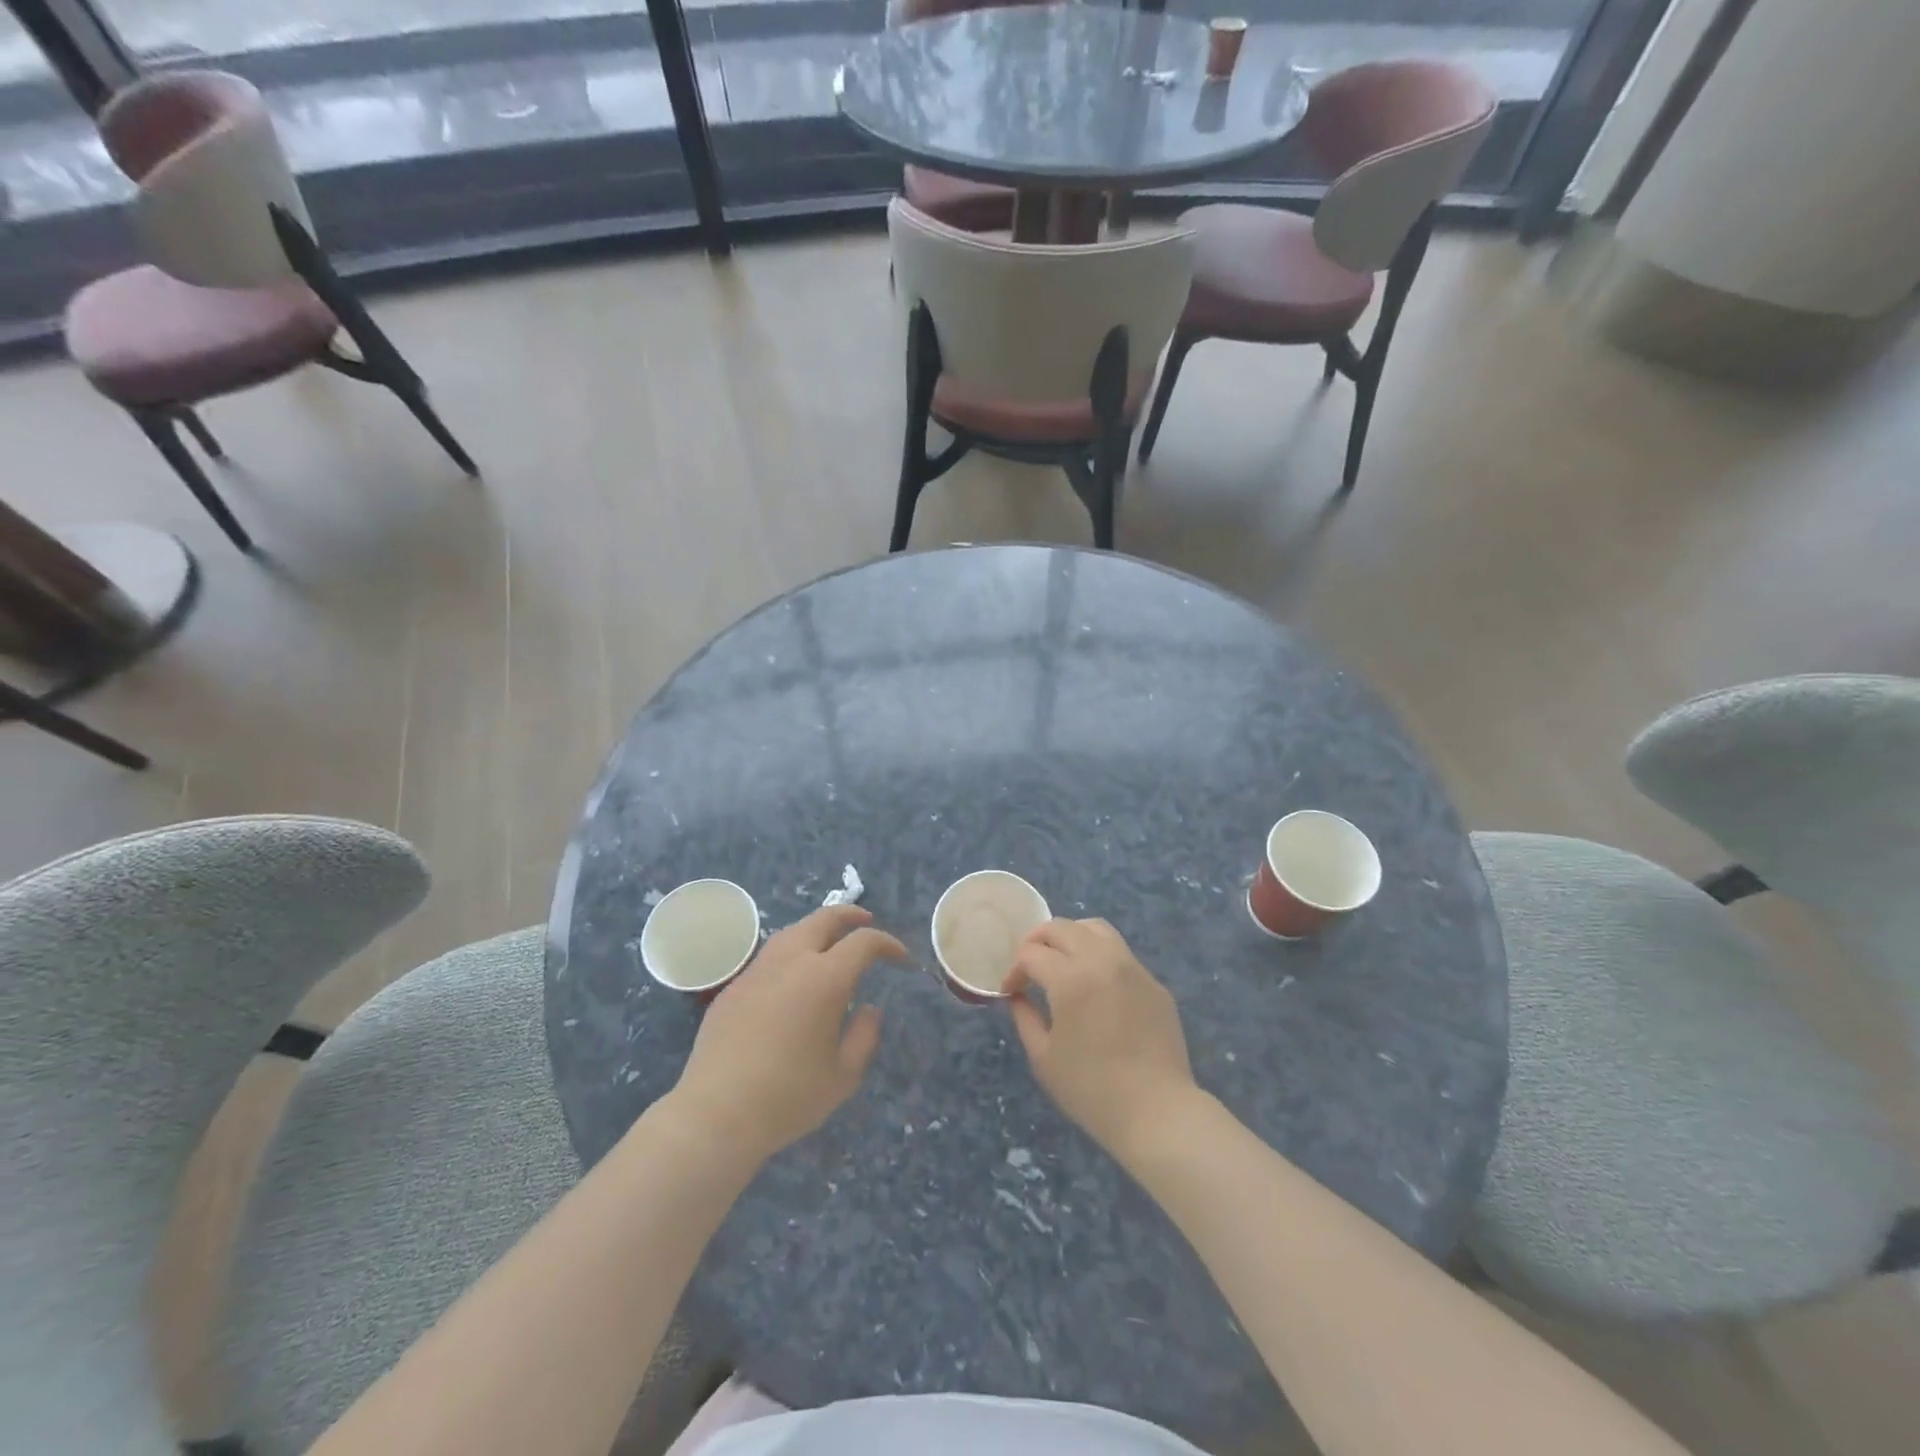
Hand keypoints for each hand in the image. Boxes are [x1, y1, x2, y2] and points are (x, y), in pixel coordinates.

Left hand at [665, 905, 906, 1162]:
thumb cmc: (788, 1096)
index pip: (864, 942)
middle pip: (824, 919)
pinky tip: (792, 978)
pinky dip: (791, 954)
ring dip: (817, 929)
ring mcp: (758, 970)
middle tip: (866, 921)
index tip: (899, 956)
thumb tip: (869, 1009)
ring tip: (829, 944)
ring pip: (793, 931)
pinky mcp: (734, 986)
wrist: (716, 1113)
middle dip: (850, 915)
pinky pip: (769, 956)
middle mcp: (792, 961)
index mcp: (825, 978)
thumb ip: (864, 1036)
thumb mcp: (843, 1075)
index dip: (887, 943)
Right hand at [1006, 918, 1200, 1159]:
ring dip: (1071, 937)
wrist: (1157, 1111)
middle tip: (1029, 966)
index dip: (1014, 970)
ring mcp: (1132, 968)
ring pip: (1095, 928)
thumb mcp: (1043, 1057)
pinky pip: (1120, 953)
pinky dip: (1099, 956)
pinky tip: (1095, 986)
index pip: (1031, 954)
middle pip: (1061, 927)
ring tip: (1062, 962)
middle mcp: (1102, 960)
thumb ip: (1024, 1017)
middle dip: (1037, 941)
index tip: (1010, 991)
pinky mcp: (1153, 982)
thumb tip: (1017, 995)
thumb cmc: (1091, 1090)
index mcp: (1071, 978)